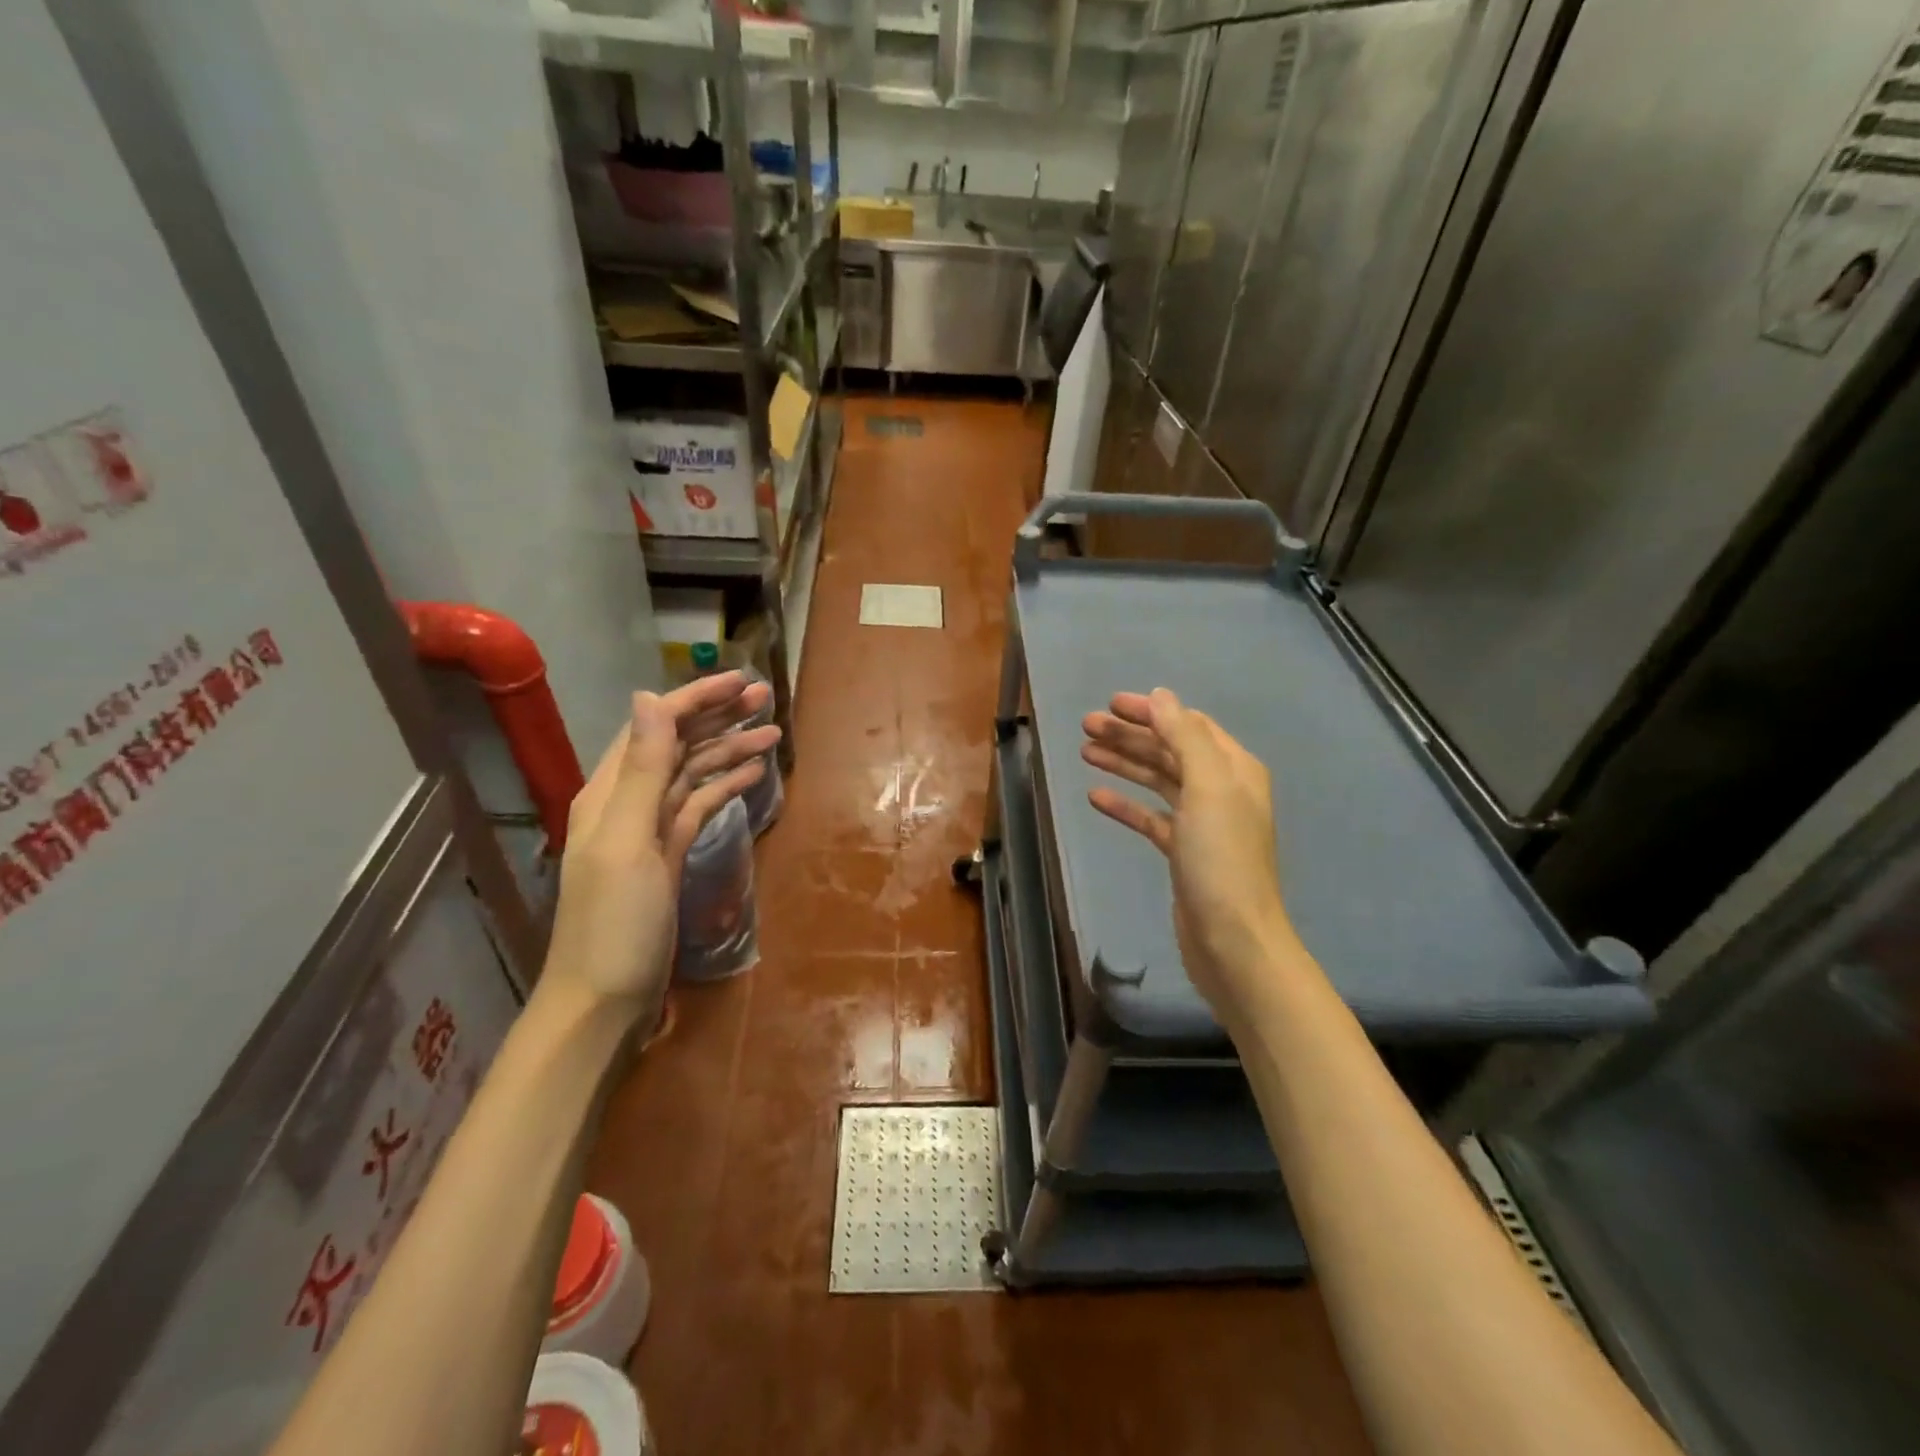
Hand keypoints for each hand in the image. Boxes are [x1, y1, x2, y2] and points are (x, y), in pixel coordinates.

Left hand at [542, 672, 780, 1013]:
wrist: (605, 999)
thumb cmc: (613, 922)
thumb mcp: (627, 842)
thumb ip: (640, 771)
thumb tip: (649, 697)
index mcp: (610, 791)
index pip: (657, 727)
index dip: (698, 699)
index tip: (742, 680)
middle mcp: (628, 801)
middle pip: (677, 744)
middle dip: (719, 716)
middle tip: (766, 697)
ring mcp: (650, 829)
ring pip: (693, 773)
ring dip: (729, 750)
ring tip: (773, 733)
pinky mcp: (669, 854)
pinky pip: (699, 806)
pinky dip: (724, 786)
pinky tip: (752, 775)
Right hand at [1081, 688, 1294, 1026]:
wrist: (1233, 940)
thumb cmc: (1221, 858)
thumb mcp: (1207, 787)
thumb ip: (1184, 737)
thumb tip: (1161, 696)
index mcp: (1233, 769)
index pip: (1187, 725)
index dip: (1150, 712)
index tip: (1110, 704)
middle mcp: (1220, 790)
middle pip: (1169, 750)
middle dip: (1130, 735)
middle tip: (1086, 726)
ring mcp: (1201, 823)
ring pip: (1157, 781)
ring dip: (1124, 763)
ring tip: (1085, 751)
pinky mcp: (1183, 852)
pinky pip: (1150, 817)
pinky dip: (1125, 805)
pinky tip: (1095, 796)